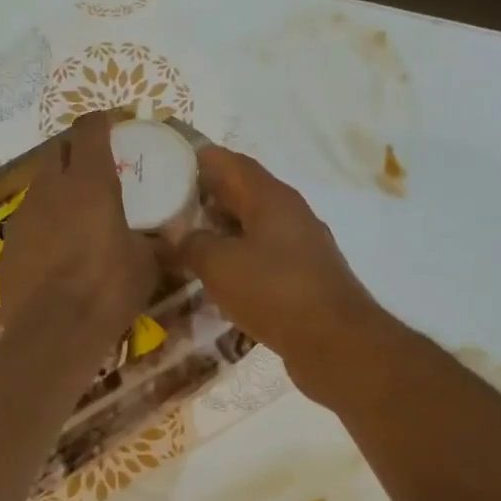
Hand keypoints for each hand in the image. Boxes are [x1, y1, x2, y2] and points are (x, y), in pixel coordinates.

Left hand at [0, 114, 159, 353]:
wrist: (53, 332)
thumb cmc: (108, 289)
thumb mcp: (147, 264)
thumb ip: (154, 242)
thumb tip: (167, 240)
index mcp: (89, 182)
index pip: (90, 129)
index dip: (102, 124)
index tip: (114, 131)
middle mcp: (50, 188)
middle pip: (57, 152)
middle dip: (76, 155)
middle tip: (97, 176)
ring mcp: (23, 216)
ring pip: (40, 188)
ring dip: (58, 193)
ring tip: (78, 220)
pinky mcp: (7, 245)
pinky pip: (28, 224)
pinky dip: (43, 228)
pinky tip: (57, 254)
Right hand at [176, 147, 382, 402]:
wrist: (334, 342)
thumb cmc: (274, 292)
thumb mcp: (219, 264)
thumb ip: (192, 244)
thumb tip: (178, 237)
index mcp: (271, 198)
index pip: (230, 162)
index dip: (198, 159)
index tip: (166, 163)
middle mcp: (290, 214)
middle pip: (242, 193)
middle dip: (205, 197)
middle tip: (166, 206)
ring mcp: (301, 247)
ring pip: (253, 227)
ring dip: (221, 231)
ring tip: (185, 242)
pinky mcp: (303, 278)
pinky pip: (263, 257)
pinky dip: (237, 260)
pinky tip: (217, 278)